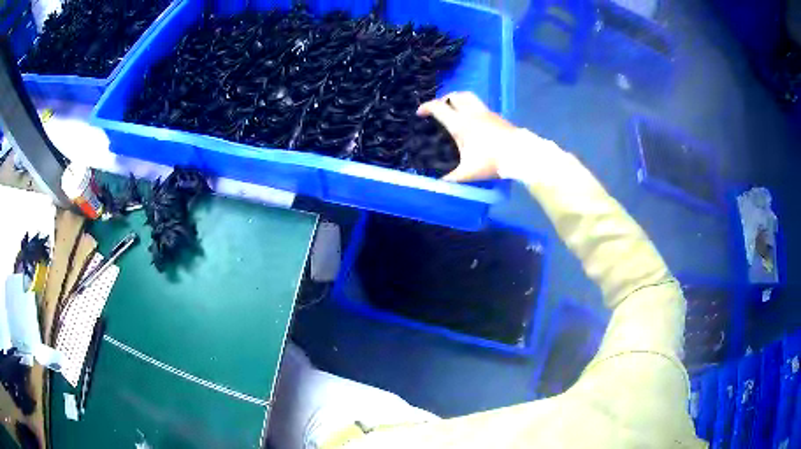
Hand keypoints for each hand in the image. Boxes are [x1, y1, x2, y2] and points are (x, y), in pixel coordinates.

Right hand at [417, 92, 517, 181]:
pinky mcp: (497, 116)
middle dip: (443, 100)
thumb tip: (439, 183)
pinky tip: (473, 120)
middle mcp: (471, 113)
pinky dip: (471, 107)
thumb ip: (452, 178)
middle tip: (439, 109)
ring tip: (455, 109)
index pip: (438, 108)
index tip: (420, 113)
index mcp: (460, 124)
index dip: (426, 107)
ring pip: (468, 96)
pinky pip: (479, 105)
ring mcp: (486, 112)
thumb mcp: (469, 173)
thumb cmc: (492, 161)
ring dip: (458, 99)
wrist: (520, 155)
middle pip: (454, 96)